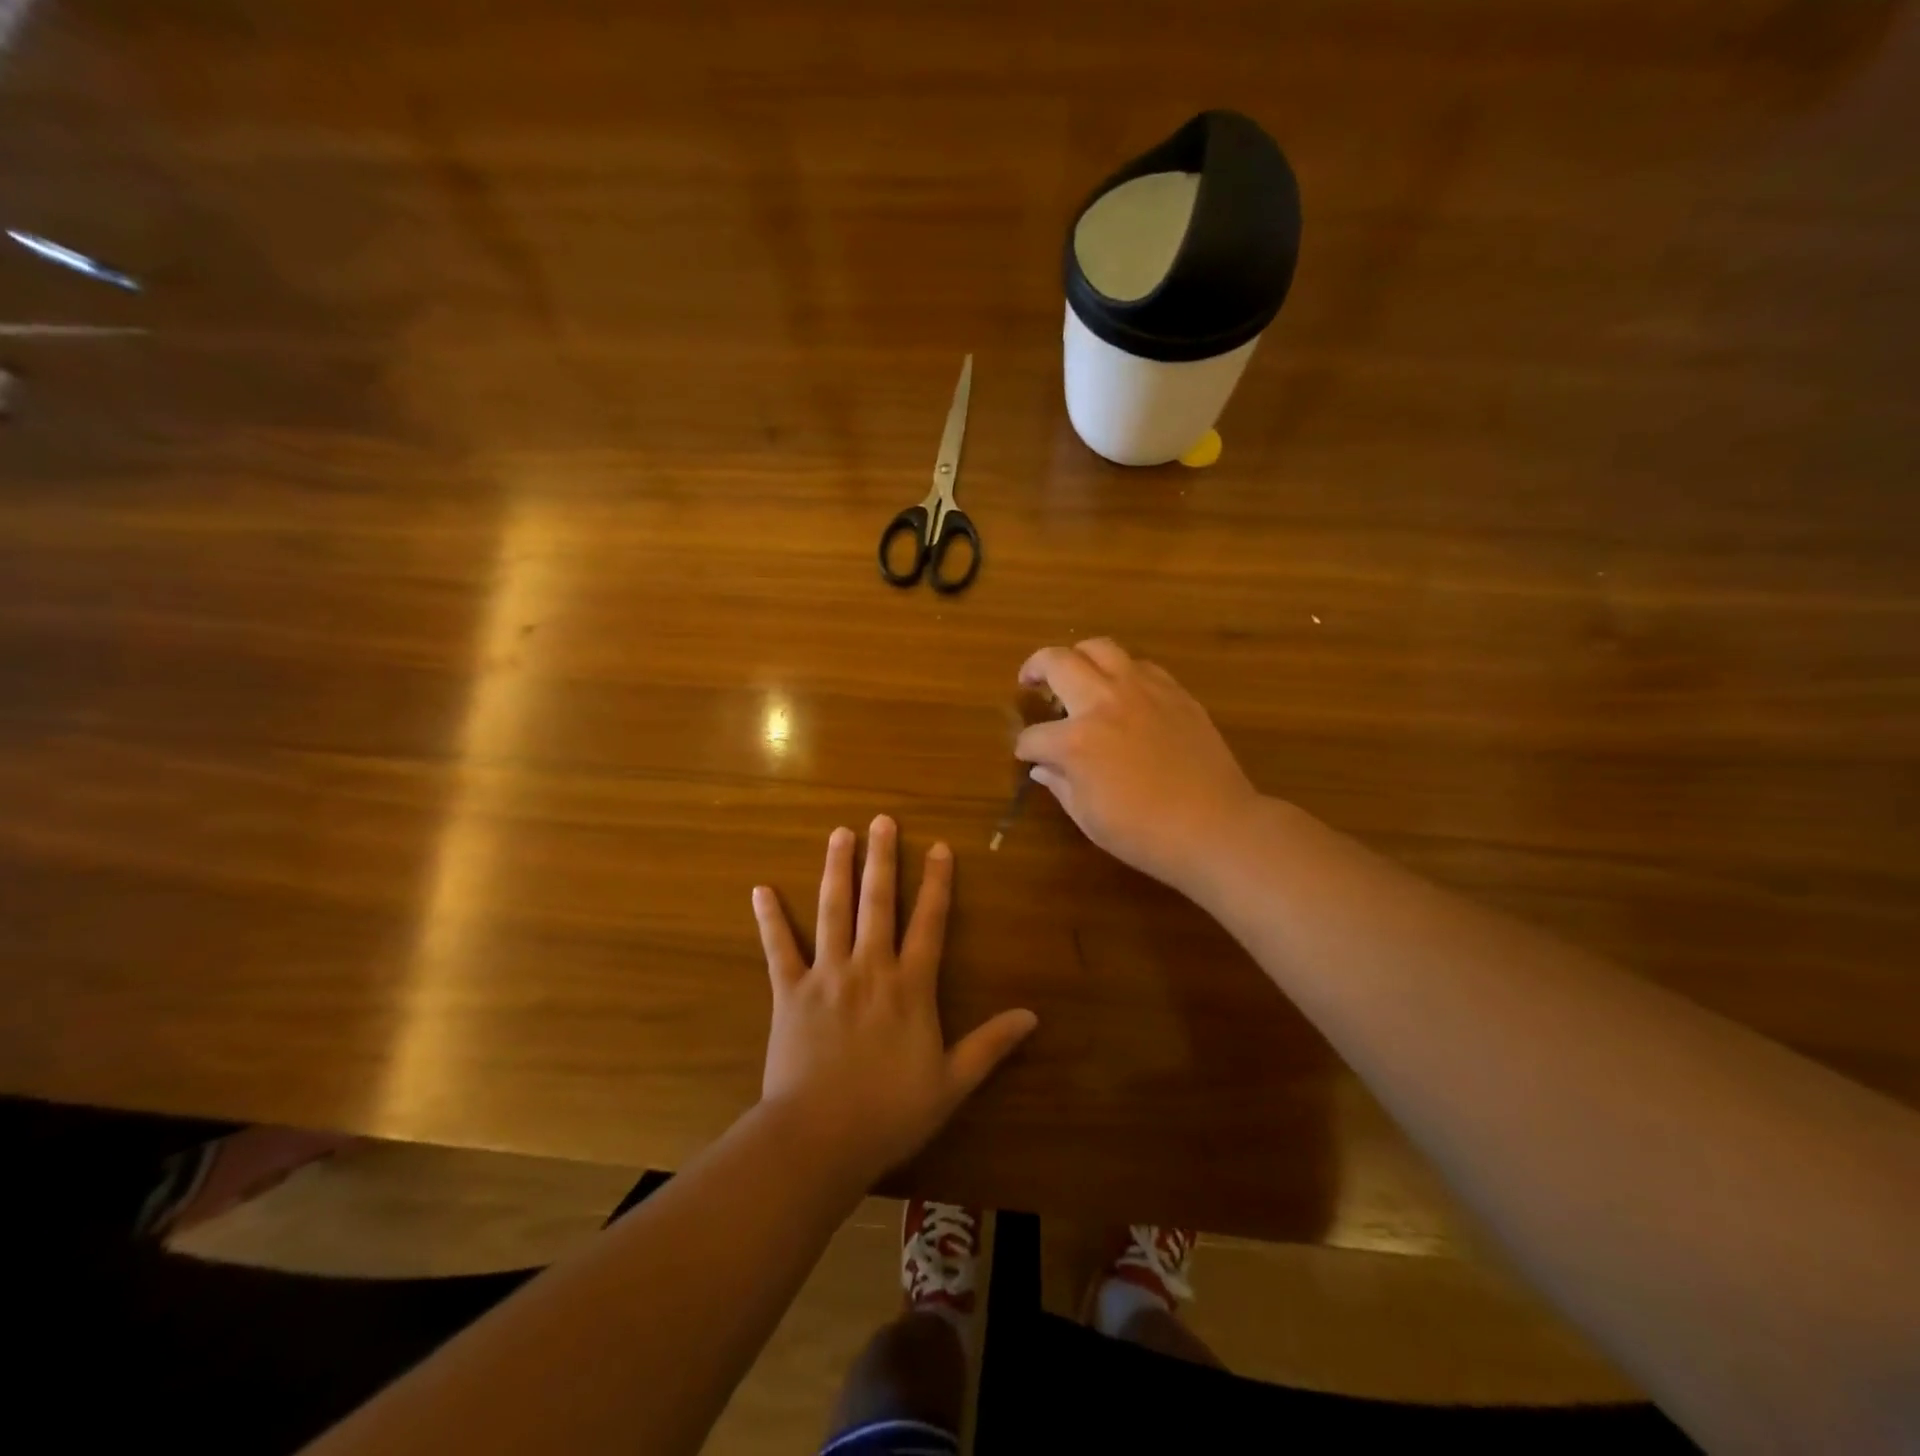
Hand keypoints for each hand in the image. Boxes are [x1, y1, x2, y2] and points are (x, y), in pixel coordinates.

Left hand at [753, 816, 1037, 1184]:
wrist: (820, 1139)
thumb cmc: (890, 1113)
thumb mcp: (951, 1083)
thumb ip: (990, 1045)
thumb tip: (1032, 1016)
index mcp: (910, 986)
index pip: (929, 922)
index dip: (937, 883)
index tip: (938, 847)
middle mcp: (869, 968)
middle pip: (878, 902)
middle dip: (882, 858)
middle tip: (882, 820)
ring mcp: (826, 976)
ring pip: (833, 911)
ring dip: (836, 870)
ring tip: (839, 834)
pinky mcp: (789, 993)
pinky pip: (779, 949)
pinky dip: (770, 920)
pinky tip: (761, 890)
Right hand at [1014, 639, 1259, 892]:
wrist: (1214, 826)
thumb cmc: (1144, 832)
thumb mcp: (1088, 816)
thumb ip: (1060, 784)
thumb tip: (1043, 767)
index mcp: (1076, 740)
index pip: (1034, 736)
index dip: (1025, 748)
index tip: (1028, 756)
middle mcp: (1104, 702)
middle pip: (1058, 662)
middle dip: (1035, 669)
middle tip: (1030, 681)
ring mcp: (1142, 691)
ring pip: (1100, 648)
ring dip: (1078, 656)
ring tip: (1075, 671)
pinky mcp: (1174, 692)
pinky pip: (1140, 665)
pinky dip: (1121, 671)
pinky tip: (1122, 691)